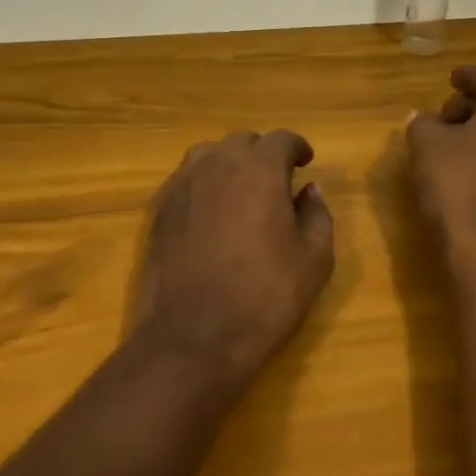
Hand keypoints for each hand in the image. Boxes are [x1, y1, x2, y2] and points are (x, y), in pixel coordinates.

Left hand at [132, 130, 334, 393]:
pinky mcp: (159, 210)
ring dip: (228, 163)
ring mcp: (182, 185)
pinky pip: (185, 180)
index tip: (305, 161)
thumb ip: (317, 215)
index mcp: (259, 170)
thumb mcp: (314, 260)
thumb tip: (309, 191)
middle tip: (276, 180)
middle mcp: (217, 165)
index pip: (280, 140)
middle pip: (242, 141)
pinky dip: (202, 183)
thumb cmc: (264, 297)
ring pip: (208, 155)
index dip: (296, 147)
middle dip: (262, 153)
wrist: (194, 336)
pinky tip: (210, 211)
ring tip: (240, 190)